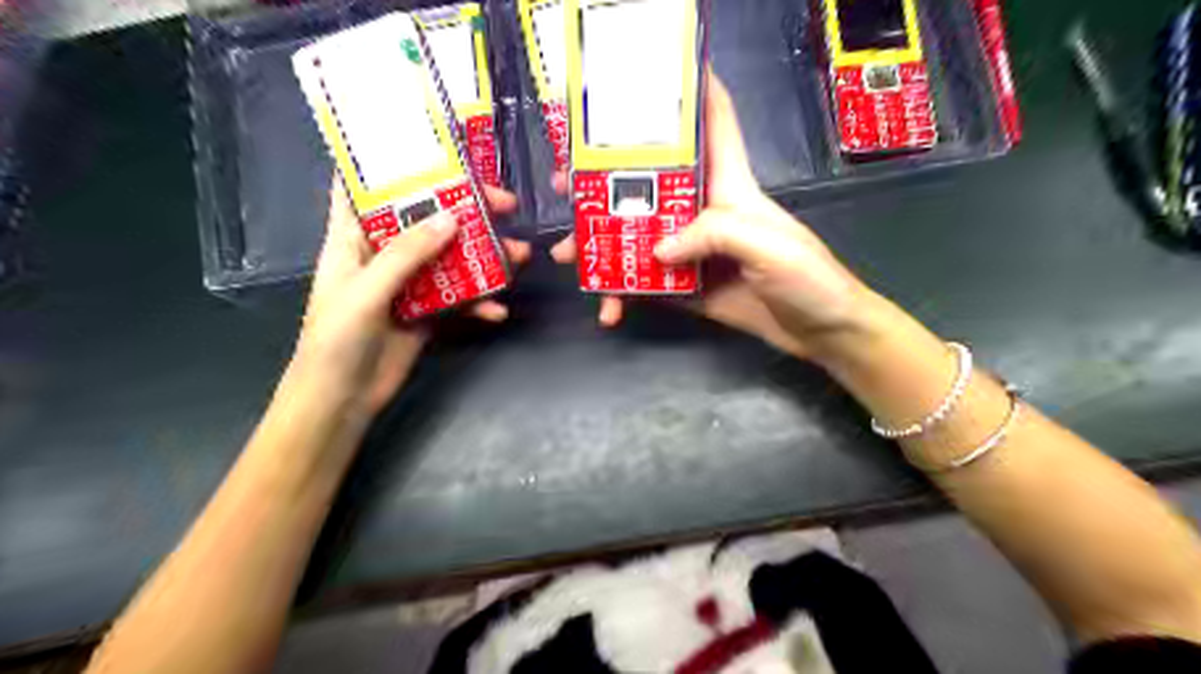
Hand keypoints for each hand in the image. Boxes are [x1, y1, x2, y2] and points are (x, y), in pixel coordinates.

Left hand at [291, 182, 529, 417]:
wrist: (341, 400)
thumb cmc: (336, 339)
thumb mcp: (367, 290)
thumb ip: (408, 253)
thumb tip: (453, 217)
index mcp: (354, 238)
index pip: (368, 188)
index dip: (393, 165)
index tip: (433, 148)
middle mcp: (384, 255)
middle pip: (427, 220)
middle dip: (466, 210)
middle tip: (506, 205)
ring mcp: (410, 285)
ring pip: (452, 259)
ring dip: (485, 257)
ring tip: (520, 256)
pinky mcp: (428, 313)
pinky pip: (460, 299)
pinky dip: (480, 303)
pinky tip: (497, 311)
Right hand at [550, 71, 873, 359]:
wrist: (820, 333)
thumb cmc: (808, 277)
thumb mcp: (767, 244)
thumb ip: (713, 234)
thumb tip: (657, 249)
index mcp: (729, 186)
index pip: (713, 123)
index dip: (691, 90)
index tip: (650, 72)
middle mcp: (704, 212)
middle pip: (650, 184)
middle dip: (606, 179)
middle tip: (567, 183)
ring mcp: (692, 252)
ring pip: (637, 237)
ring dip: (600, 243)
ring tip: (566, 254)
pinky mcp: (686, 288)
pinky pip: (646, 285)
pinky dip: (624, 295)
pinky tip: (609, 308)